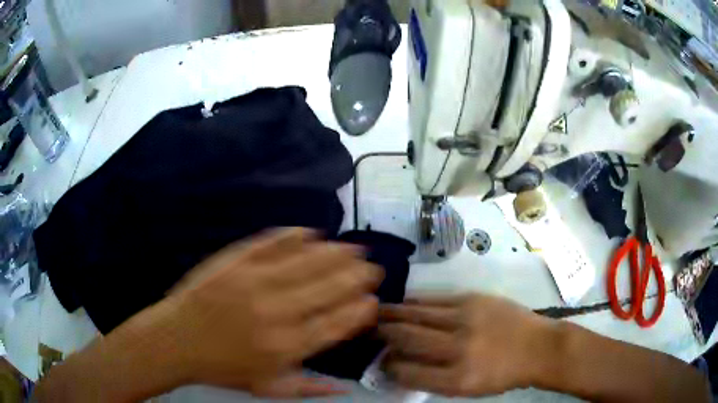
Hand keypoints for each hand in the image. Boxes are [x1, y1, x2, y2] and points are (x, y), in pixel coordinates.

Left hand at [164, 228, 383, 397]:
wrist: (178, 340)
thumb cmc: (223, 368)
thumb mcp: (269, 388)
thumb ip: (310, 387)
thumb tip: (346, 389)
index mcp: (287, 346)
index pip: (337, 323)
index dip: (360, 310)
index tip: (373, 301)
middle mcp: (277, 311)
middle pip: (329, 287)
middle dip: (358, 276)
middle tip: (372, 268)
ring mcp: (255, 281)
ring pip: (308, 261)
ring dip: (336, 253)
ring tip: (354, 248)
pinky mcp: (236, 261)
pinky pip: (272, 243)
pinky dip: (294, 235)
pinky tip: (311, 232)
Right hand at [379, 294, 556, 396]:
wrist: (539, 347)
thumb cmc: (504, 375)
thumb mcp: (469, 390)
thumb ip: (434, 380)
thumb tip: (402, 366)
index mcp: (457, 379)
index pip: (407, 372)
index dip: (389, 366)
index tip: (381, 362)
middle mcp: (458, 348)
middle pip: (407, 339)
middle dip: (382, 335)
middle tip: (368, 332)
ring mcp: (466, 319)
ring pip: (417, 315)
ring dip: (392, 314)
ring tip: (376, 313)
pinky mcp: (473, 299)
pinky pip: (435, 300)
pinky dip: (415, 302)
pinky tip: (404, 303)